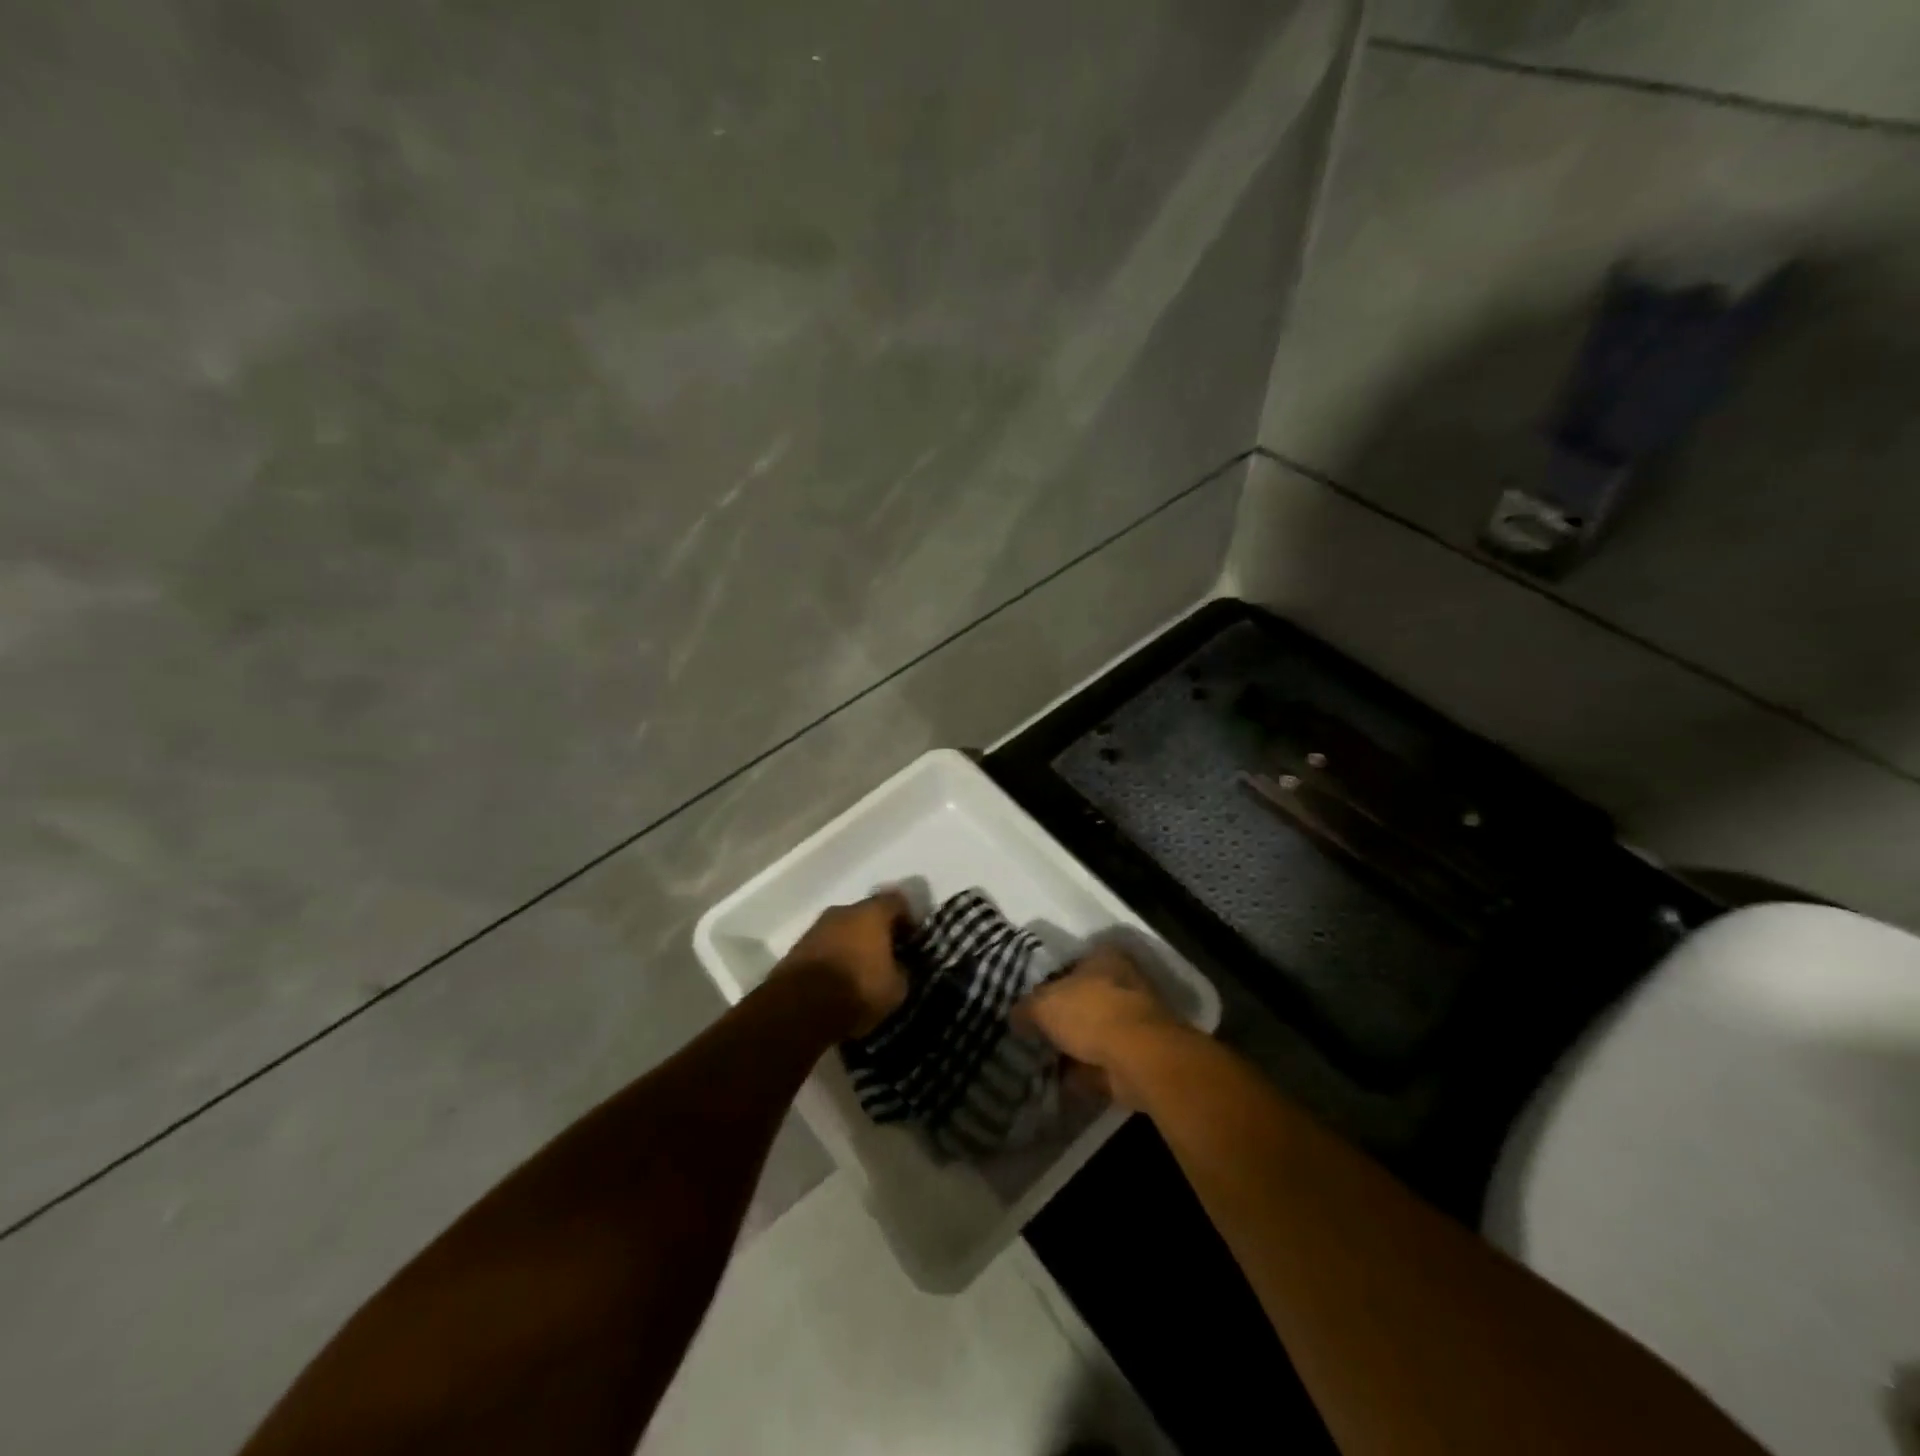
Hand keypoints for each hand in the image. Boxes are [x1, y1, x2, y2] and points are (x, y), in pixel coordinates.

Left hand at [777, 892, 912, 1037]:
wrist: (799, 1008)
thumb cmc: (857, 990)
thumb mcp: (896, 988)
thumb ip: (902, 970)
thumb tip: (899, 966)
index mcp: (872, 913)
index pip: (898, 902)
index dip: (908, 919)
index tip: (913, 939)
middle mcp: (843, 911)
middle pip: (867, 914)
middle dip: (878, 932)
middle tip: (888, 956)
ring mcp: (816, 927)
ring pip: (843, 930)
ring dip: (854, 944)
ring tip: (862, 970)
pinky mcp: (797, 948)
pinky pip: (825, 946)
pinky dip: (834, 957)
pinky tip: (839, 979)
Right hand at [1018, 944, 1185, 1106]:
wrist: (1139, 1058)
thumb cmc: (1091, 1013)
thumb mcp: (1044, 1004)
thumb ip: (1026, 1008)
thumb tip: (1014, 1016)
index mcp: (1105, 957)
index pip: (1071, 964)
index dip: (1049, 983)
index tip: (1030, 1004)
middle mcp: (1124, 982)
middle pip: (1084, 999)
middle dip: (1062, 1018)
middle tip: (1034, 1034)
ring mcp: (1135, 1020)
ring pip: (1094, 1032)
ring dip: (1074, 1047)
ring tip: (1042, 1063)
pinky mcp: (1140, 1054)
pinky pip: (1103, 1062)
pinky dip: (1085, 1072)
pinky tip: (1060, 1084)